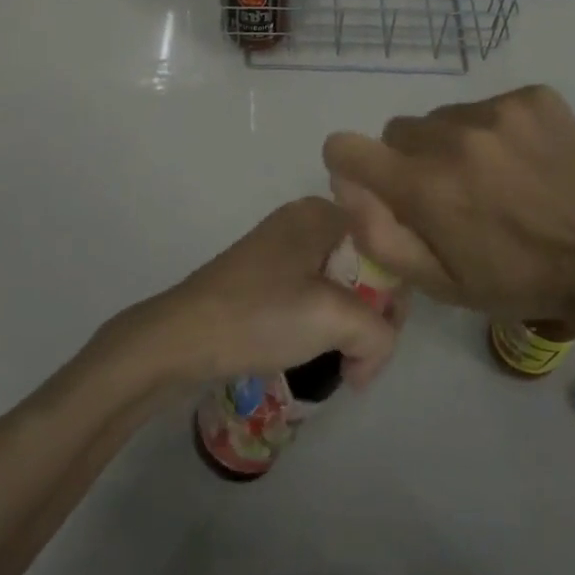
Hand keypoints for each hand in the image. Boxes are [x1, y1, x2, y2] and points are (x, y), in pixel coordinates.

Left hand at [128, 198, 401, 388]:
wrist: (179, 339)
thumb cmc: (260, 316)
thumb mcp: (334, 320)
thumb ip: (379, 333)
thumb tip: (370, 356)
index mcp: (321, 213)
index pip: (386, 245)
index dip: (395, 294)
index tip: (384, 335)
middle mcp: (303, 221)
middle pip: (364, 266)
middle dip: (372, 314)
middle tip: (361, 357)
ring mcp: (280, 249)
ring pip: (339, 285)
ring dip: (347, 325)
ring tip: (341, 361)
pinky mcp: (264, 278)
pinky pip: (312, 295)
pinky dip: (321, 324)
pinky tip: (314, 352)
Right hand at [323, 85, 574, 322]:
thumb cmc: (517, 278)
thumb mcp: (440, 283)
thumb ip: (379, 235)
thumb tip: (346, 184)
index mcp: (424, 186)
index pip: (347, 146)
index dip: (351, 164)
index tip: (374, 181)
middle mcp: (452, 136)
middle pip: (399, 131)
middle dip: (411, 160)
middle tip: (449, 193)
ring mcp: (496, 110)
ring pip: (443, 116)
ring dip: (452, 143)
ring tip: (493, 177)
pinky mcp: (531, 97)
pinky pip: (487, 105)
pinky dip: (494, 130)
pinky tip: (523, 160)